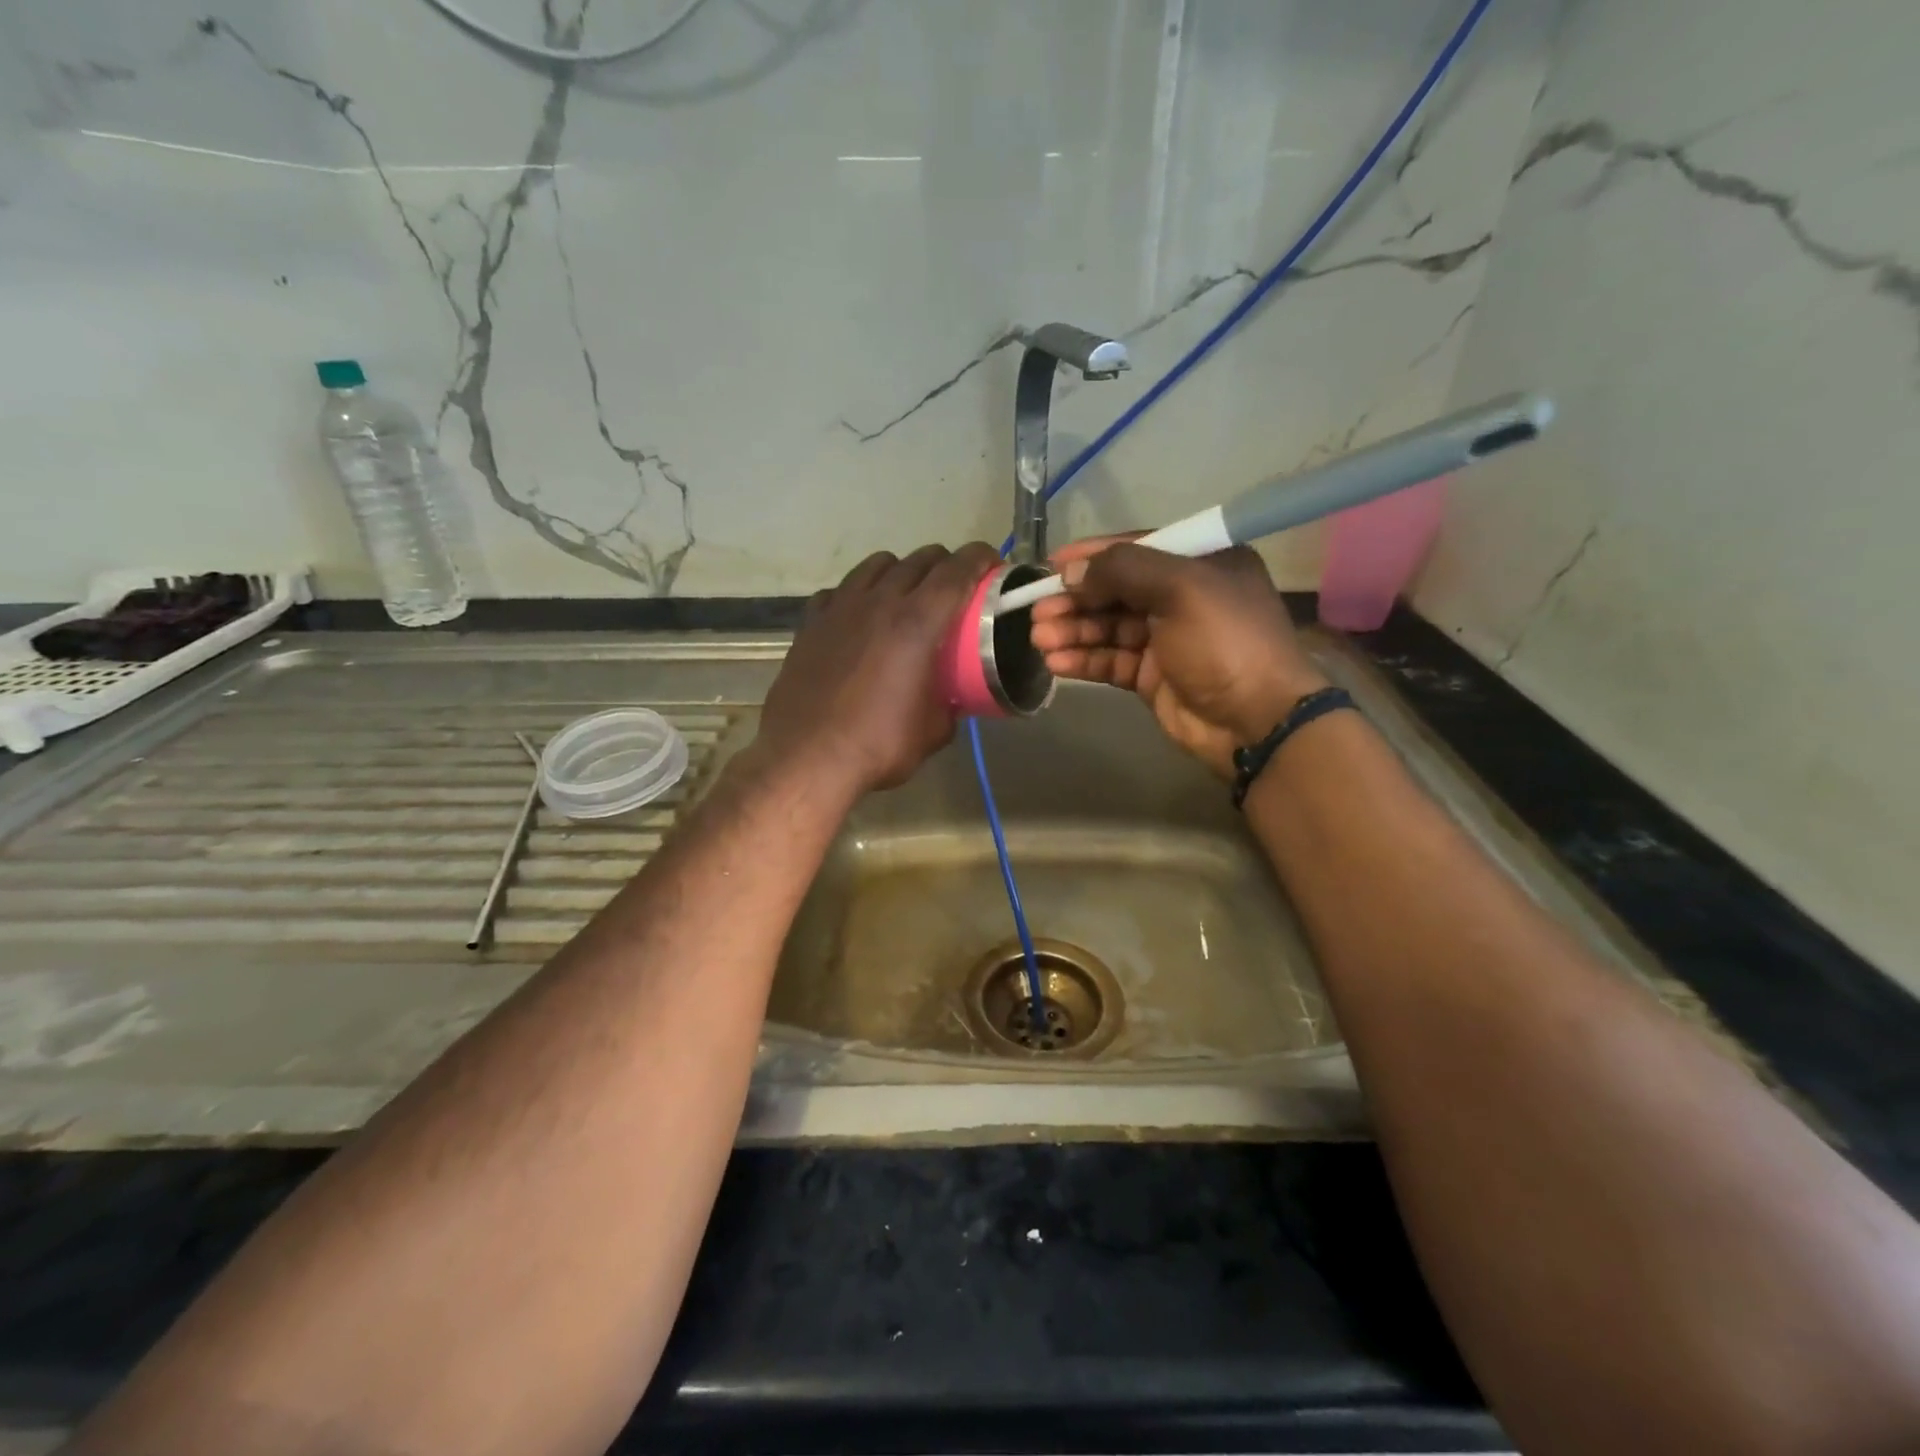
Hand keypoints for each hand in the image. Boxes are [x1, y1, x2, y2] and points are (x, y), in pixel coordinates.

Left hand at [756, 542, 999, 795]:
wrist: (807, 758)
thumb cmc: (878, 745)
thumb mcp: (933, 730)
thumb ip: (950, 703)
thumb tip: (952, 698)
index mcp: (917, 623)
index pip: (957, 571)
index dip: (980, 559)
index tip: (992, 565)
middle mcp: (879, 602)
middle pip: (920, 559)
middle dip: (946, 564)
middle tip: (955, 587)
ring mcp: (840, 608)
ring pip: (877, 564)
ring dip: (901, 571)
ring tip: (907, 594)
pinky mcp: (811, 622)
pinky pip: (840, 590)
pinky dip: (857, 593)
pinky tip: (859, 616)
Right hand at [1028, 535, 1327, 777]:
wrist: (1255, 721)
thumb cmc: (1225, 642)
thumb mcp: (1181, 589)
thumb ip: (1123, 570)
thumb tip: (1072, 572)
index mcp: (1200, 564)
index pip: (1137, 548)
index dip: (1092, 555)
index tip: (1051, 565)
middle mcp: (1182, 597)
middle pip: (1116, 591)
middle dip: (1075, 600)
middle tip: (1037, 612)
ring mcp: (1166, 639)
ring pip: (1108, 628)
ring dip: (1073, 631)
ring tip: (1039, 639)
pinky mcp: (1151, 676)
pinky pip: (1110, 660)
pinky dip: (1083, 659)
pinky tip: (1056, 663)